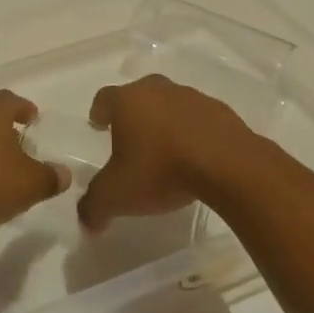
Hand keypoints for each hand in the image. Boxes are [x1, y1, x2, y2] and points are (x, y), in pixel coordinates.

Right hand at [79, 76, 258, 231]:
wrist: (227, 164)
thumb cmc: (161, 170)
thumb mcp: (117, 196)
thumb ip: (94, 206)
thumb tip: (85, 221)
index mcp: (127, 101)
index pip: (105, 97)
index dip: (99, 110)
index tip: (98, 123)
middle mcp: (157, 90)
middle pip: (139, 93)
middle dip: (133, 111)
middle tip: (130, 134)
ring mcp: (192, 97)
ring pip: (171, 103)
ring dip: (166, 120)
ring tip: (166, 147)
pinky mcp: (221, 111)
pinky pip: (200, 118)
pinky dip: (194, 131)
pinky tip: (197, 155)